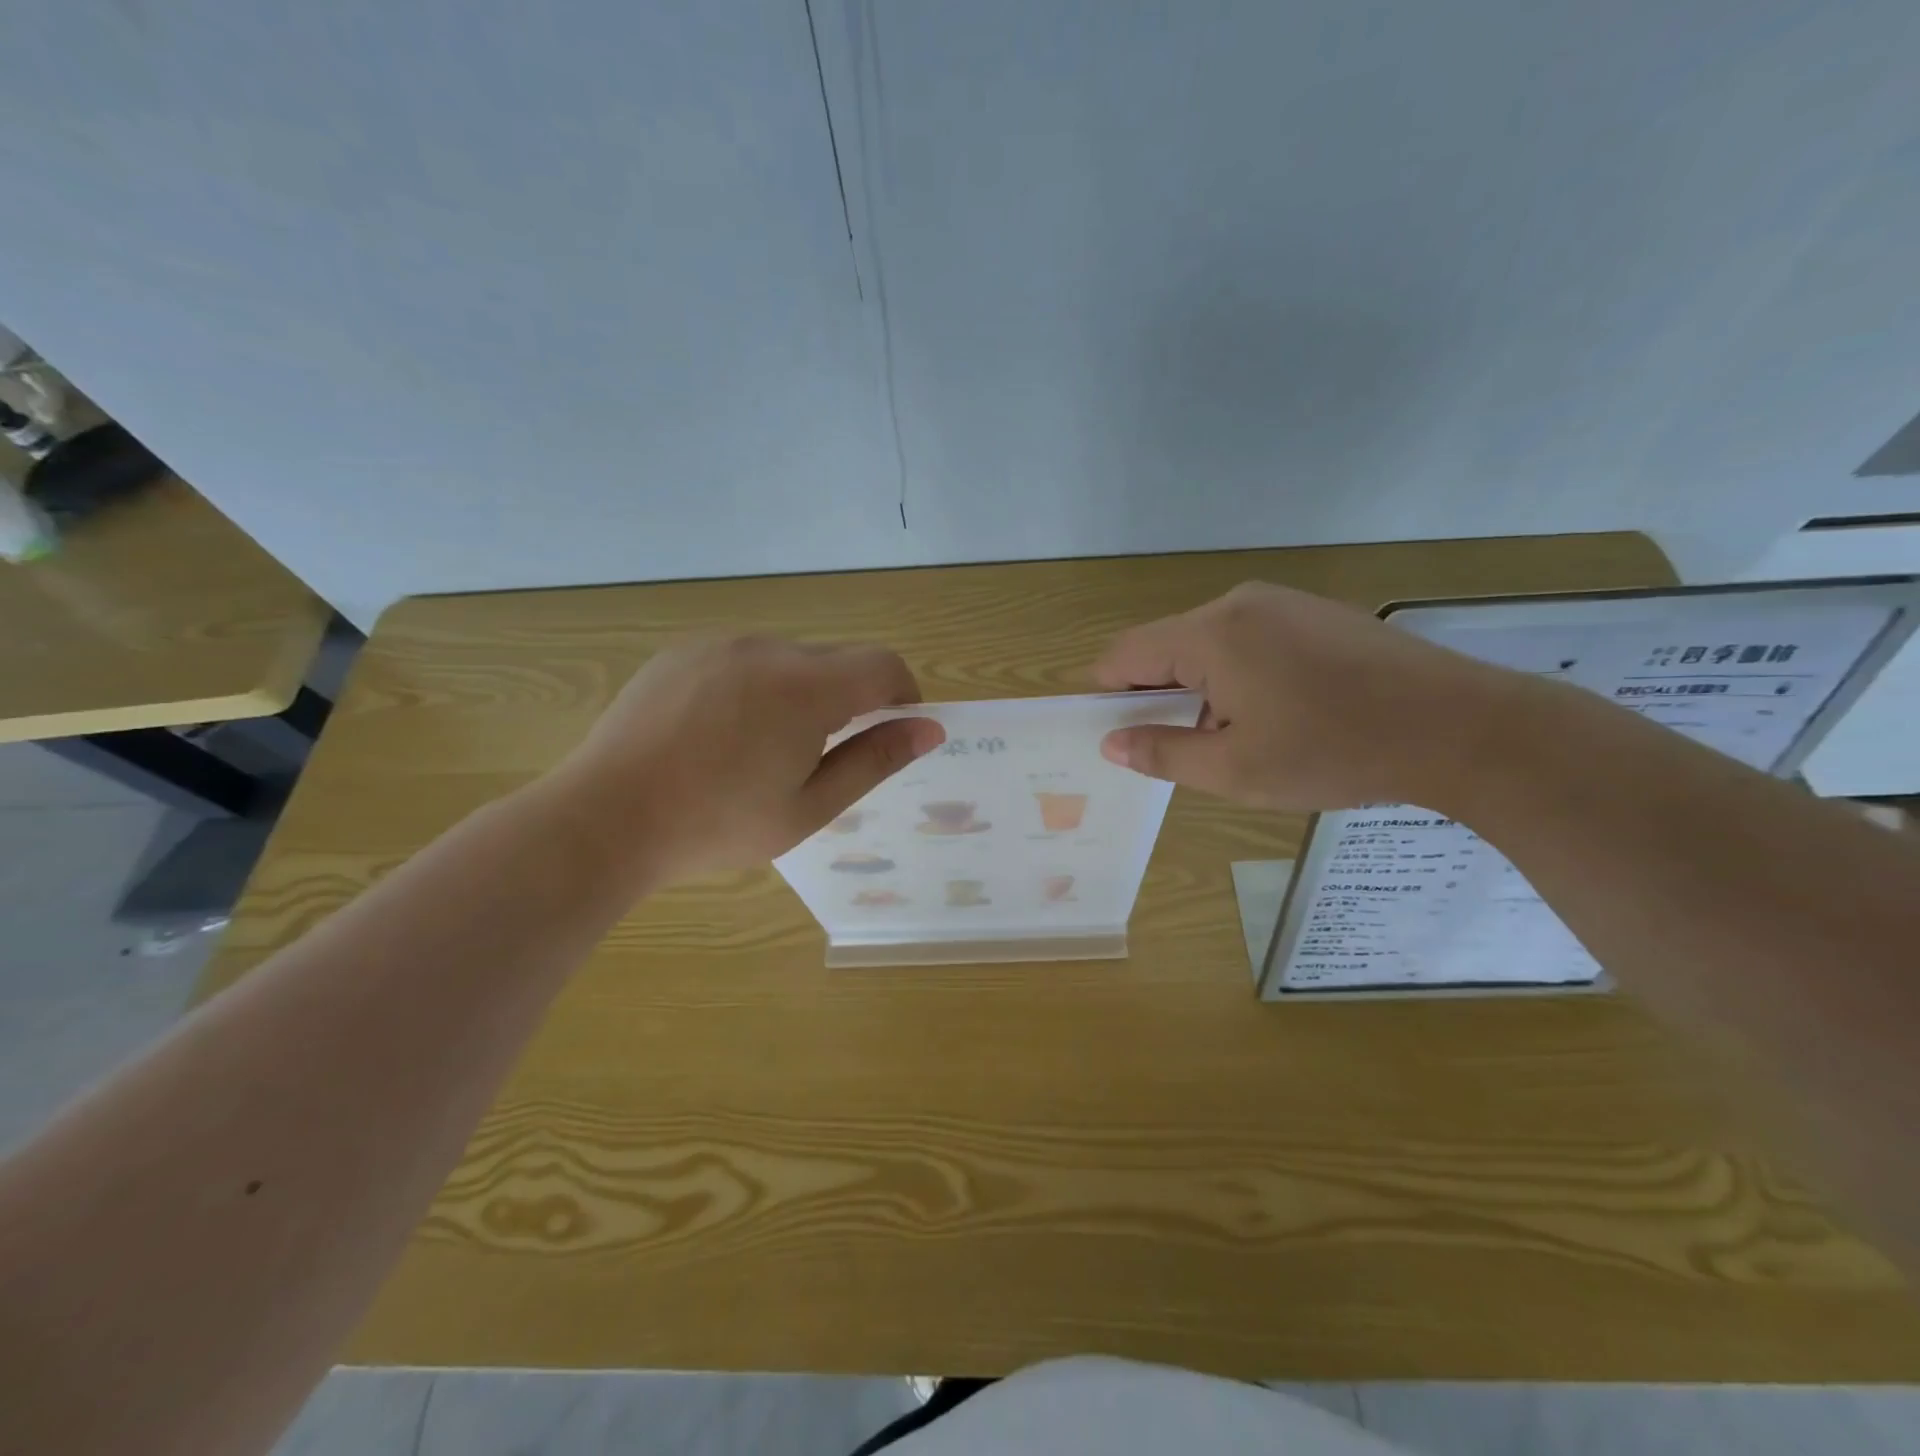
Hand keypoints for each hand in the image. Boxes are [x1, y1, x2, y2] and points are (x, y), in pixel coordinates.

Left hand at [547, 636, 943, 885]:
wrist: (605, 818)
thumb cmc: (717, 824)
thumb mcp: (809, 807)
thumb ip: (874, 761)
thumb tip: (929, 730)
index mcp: (806, 687)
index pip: (883, 666)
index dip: (903, 696)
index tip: (893, 732)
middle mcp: (767, 648)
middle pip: (838, 659)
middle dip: (851, 698)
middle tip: (823, 755)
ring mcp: (719, 644)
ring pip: (790, 658)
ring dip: (802, 691)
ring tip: (763, 749)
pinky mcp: (682, 651)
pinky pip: (743, 658)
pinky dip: (756, 685)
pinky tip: (721, 733)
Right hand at [1093, 582, 1517, 811]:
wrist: (1461, 727)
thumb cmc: (1336, 751)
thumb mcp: (1236, 769)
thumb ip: (1162, 753)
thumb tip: (1112, 743)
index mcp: (1210, 634)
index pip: (1124, 655)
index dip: (1109, 696)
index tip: (1123, 737)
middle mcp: (1237, 602)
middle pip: (1165, 646)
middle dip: (1159, 695)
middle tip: (1185, 748)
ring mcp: (1280, 601)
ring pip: (1206, 643)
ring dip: (1201, 687)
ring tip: (1238, 735)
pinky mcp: (1313, 611)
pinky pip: (1247, 638)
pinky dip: (1238, 673)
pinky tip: (1278, 711)